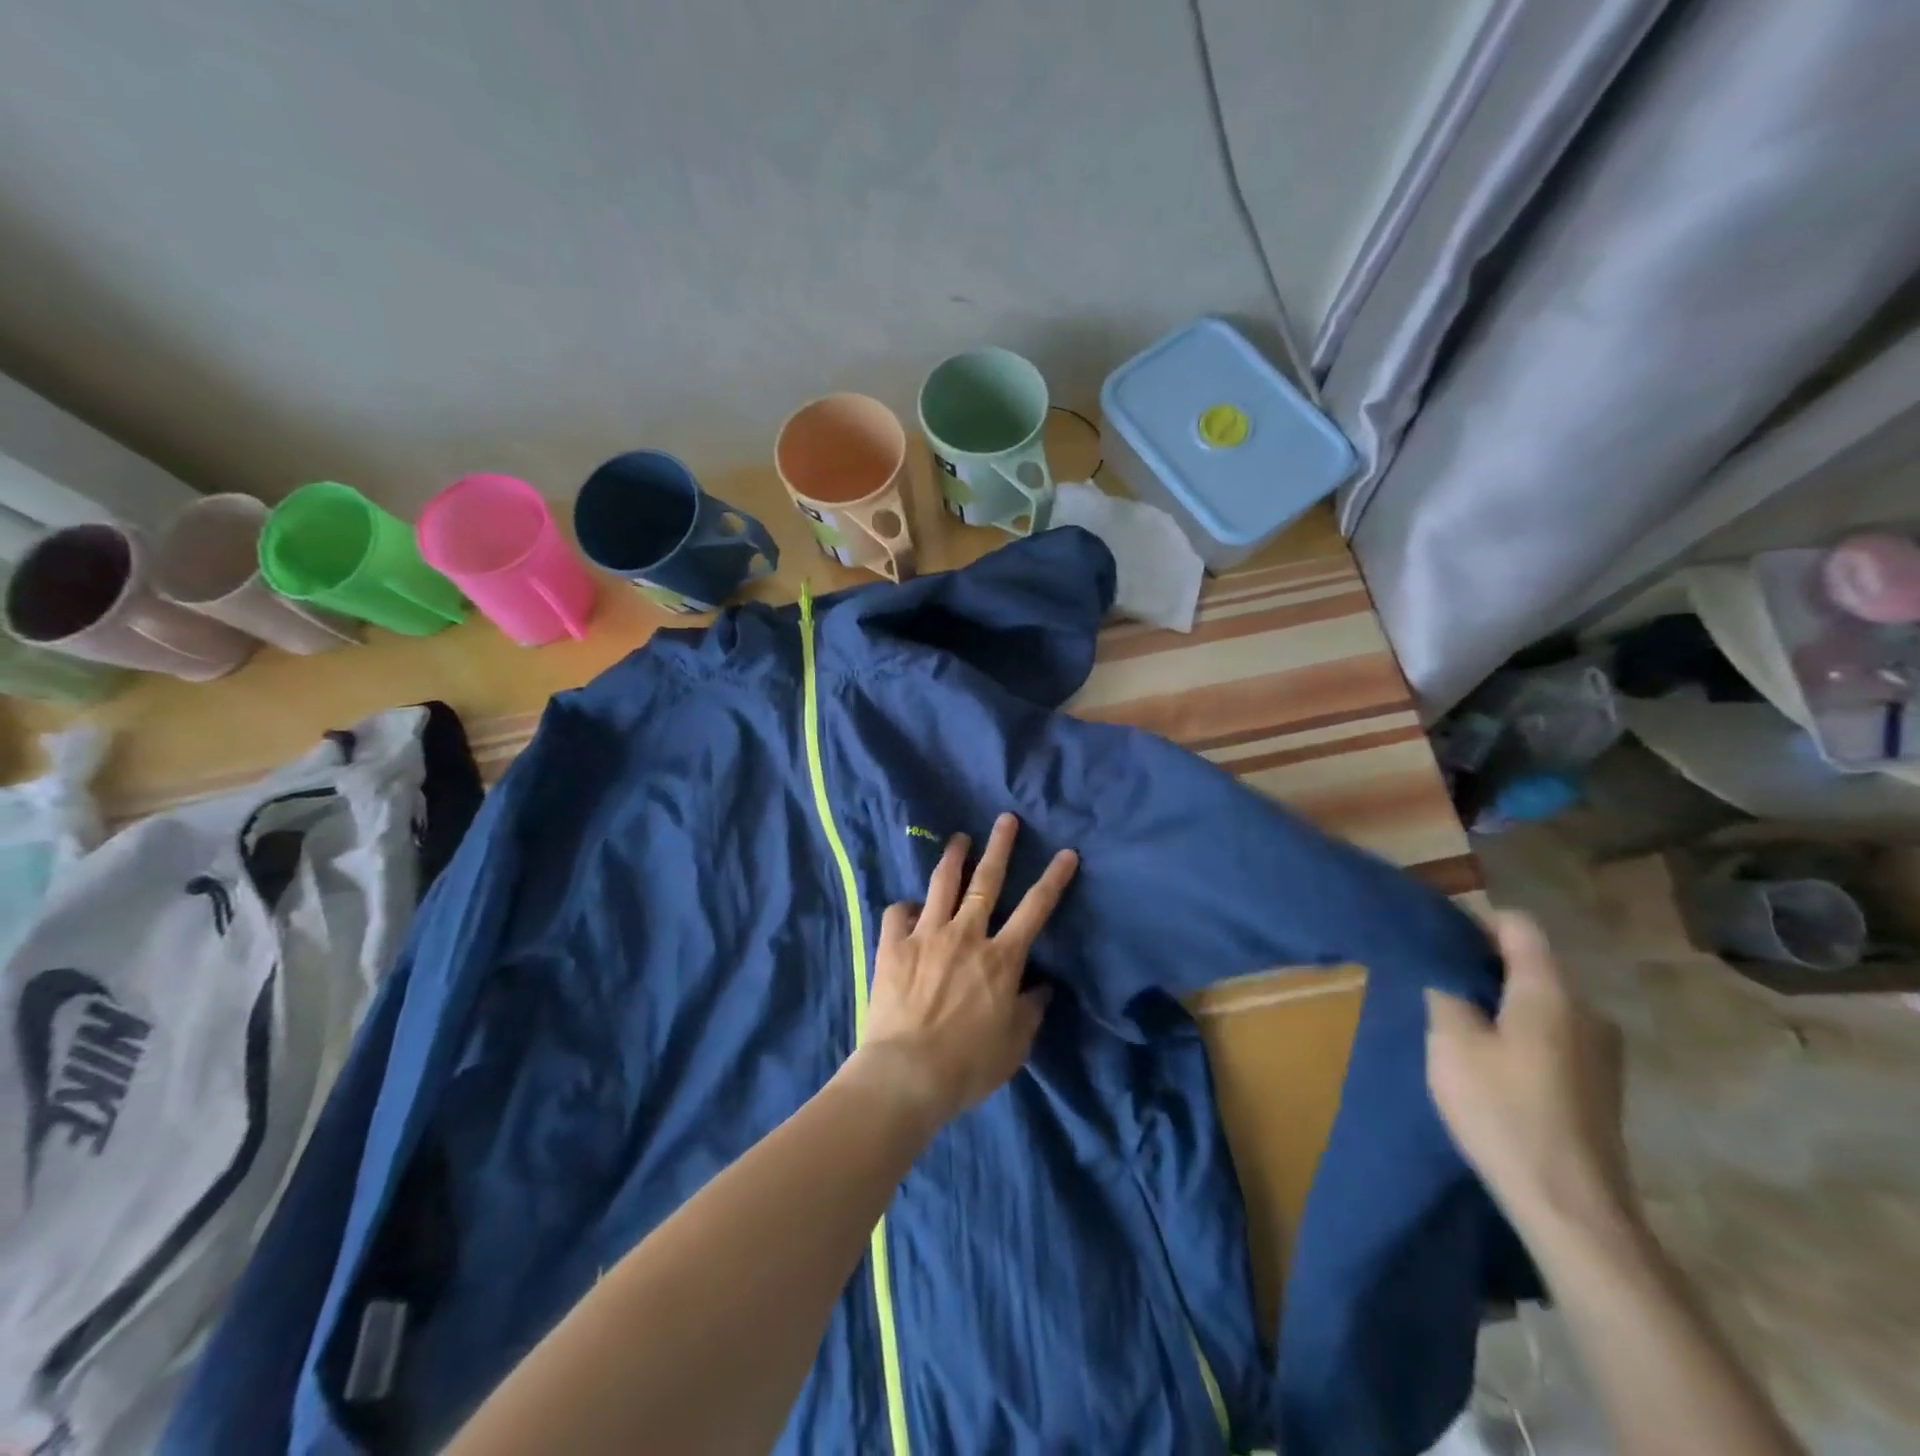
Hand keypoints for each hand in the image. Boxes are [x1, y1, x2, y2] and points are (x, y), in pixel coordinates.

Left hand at [859, 813, 1078, 1128]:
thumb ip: (1031, 1010)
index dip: (1054, 878)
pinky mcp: (893, 946)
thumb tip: (1041, 986)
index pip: (1036, 909)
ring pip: (942, 884)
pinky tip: (910, 909)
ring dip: (953, 857)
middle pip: (987, 880)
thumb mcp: (1015, 1045)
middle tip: (1005, 819)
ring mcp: (927, 935)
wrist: (906, 1074)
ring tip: (959, 839)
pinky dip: (906, 907)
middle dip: (1000, 846)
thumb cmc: (968, 1065)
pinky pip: (898, 913)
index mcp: (1001, 958)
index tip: (1066, 852)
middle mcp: (966, 935)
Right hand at [1426, 911, 1635, 1237]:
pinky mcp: (1601, 1084)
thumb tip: (1447, 975)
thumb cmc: (1503, 1111)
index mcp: (1550, 992)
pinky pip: (1554, 1034)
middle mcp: (1587, 1010)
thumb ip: (1445, 994)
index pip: (1517, 926)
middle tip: (1437, 985)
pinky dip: (1521, 1033)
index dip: (1474, 923)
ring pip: (1542, 1002)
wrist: (1571, 1207)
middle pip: (1531, 963)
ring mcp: (1602, 1050)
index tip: (1436, 940)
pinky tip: (1494, 1064)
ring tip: (1461, 1027)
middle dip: (1484, 966)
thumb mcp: (1451, 1043)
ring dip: (1502, 1003)